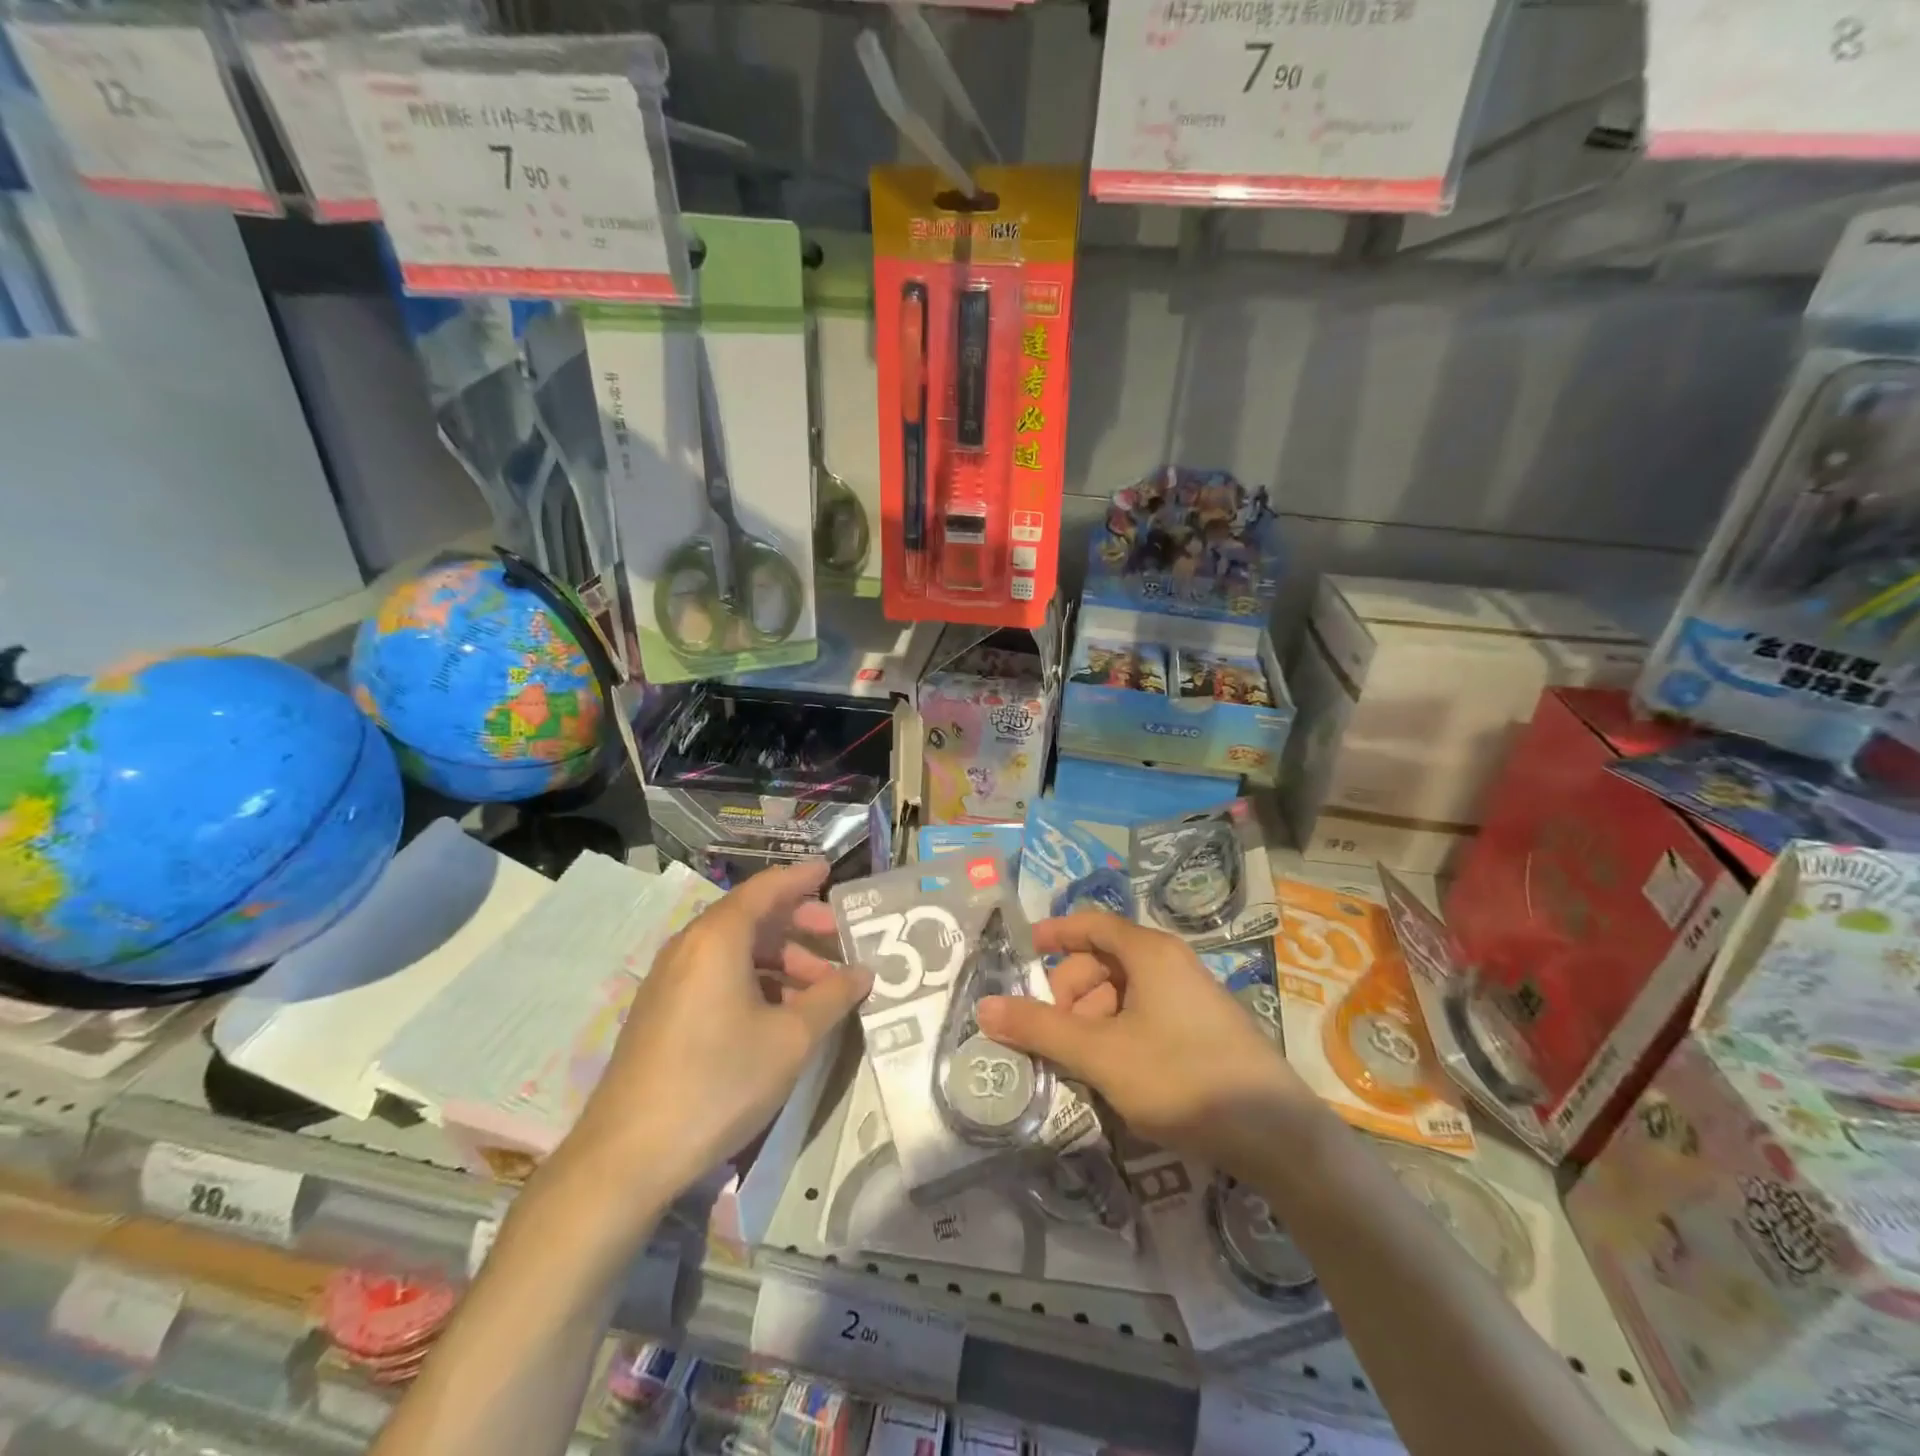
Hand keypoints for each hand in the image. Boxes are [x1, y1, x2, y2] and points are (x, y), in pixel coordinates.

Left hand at [563, 861, 870, 1212]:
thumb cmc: (720, 1081)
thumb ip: (832, 997)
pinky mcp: (662, 1011)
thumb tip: (863, 973)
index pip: (767, 888)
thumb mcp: (791, 1039)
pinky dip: (754, 979)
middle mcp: (689, 946)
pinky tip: (780, 1012)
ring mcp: (670, 979)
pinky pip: (716, 975)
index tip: (830, 871)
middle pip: (751, 917)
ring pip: (735, 950)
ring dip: (780, 959)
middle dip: (799, 924)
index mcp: (718, 938)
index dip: (801, 878)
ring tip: (819, 987)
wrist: (628, 1155)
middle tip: (838, 939)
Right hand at [976, 911, 1310, 1172]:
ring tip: (1083, 1061)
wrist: (1276, 1135)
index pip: (1091, 923)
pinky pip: (1146, 1012)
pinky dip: (1119, 1031)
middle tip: (1055, 1033)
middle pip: (1104, 960)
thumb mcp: (1100, 1054)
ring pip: (1124, 990)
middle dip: (1071, 991)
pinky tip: (1116, 1072)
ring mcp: (1191, 995)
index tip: (1024, 952)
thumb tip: (984, 1008)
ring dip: (1093, 1018)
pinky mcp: (1203, 1027)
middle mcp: (1171, 962)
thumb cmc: (1181, 1078)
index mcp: (1149, 952)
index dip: (1055, 933)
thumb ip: (1040, 1029)